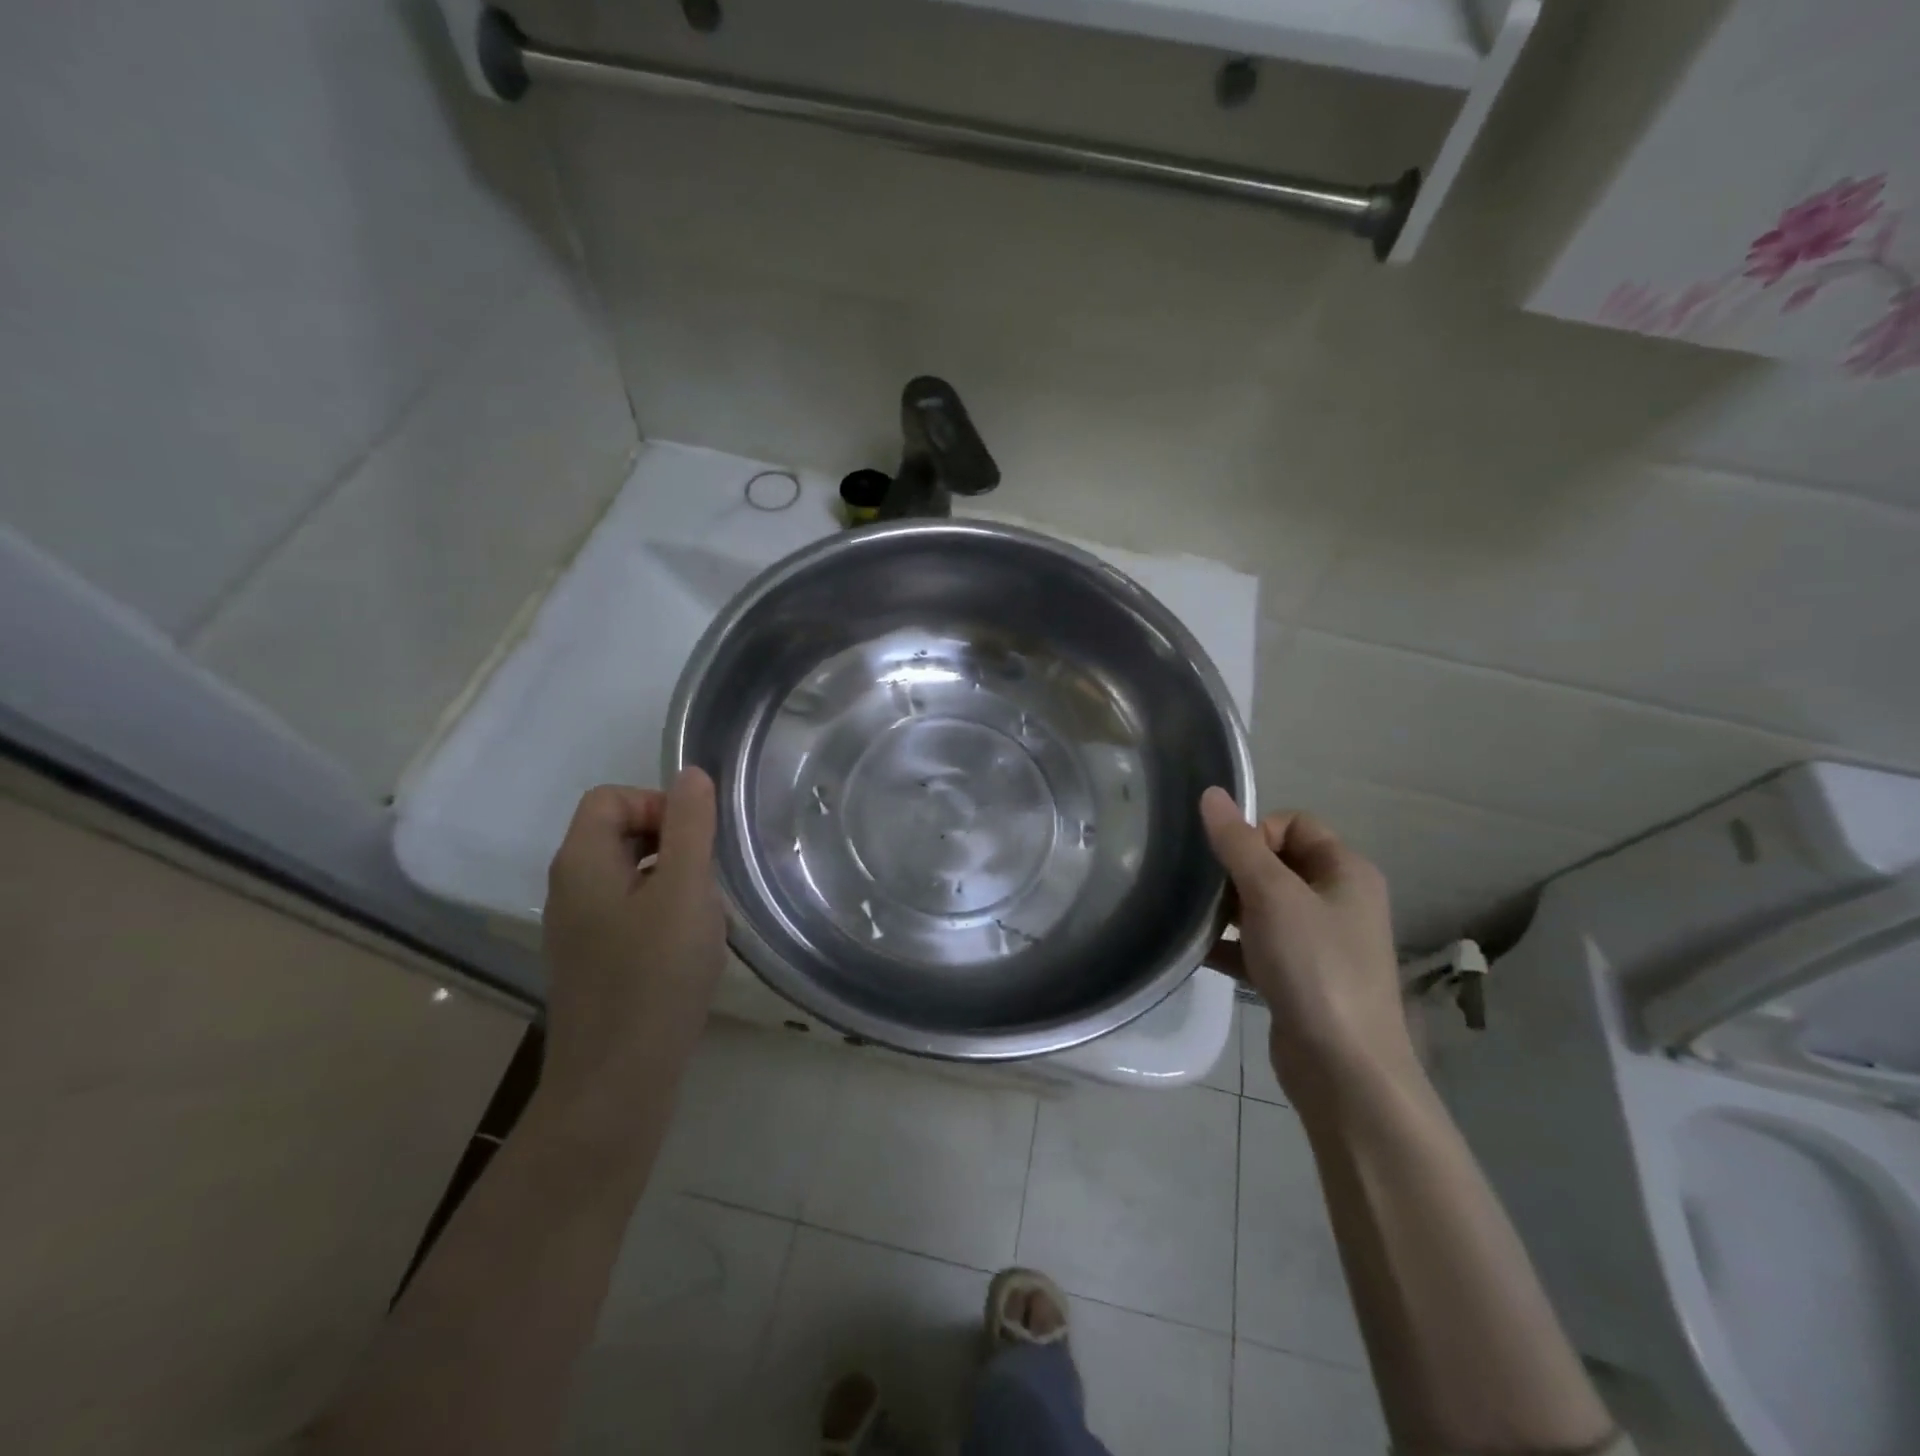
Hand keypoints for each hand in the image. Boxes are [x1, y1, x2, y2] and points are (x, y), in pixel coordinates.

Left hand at [539, 770, 725, 1127]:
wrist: (617, 1082)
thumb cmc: (655, 976)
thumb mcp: (686, 890)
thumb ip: (690, 826)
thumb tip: (691, 775)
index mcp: (581, 862)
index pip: (611, 798)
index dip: (657, 805)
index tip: (696, 843)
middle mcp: (569, 888)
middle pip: (619, 833)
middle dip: (671, 843)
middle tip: (706, 881)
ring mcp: (578, 929)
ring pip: (630, 875)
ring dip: (673, 881)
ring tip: (702, 917)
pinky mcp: (594, 961)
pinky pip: (630, 912)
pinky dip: (662, 914)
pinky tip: (688, 949)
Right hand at [1199, 787, 1415, 1099]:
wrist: (1343, 1069)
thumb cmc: (1314, 966)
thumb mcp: (1272, 895)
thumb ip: (1238, 843)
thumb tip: (1211, 793)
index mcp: (1346, 871)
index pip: (1295, 824)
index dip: (1256, 831)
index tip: (1226, 860)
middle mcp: (1338, 900)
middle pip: (1277, 862)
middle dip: (1235, 871)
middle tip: (1203, 889)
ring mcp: (1320, 941)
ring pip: (1264, 906)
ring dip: (1227, 908)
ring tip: (1192, 918)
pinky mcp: (1300, 977)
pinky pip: (1258, 945)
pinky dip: (1229, 945)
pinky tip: (1196, 952)